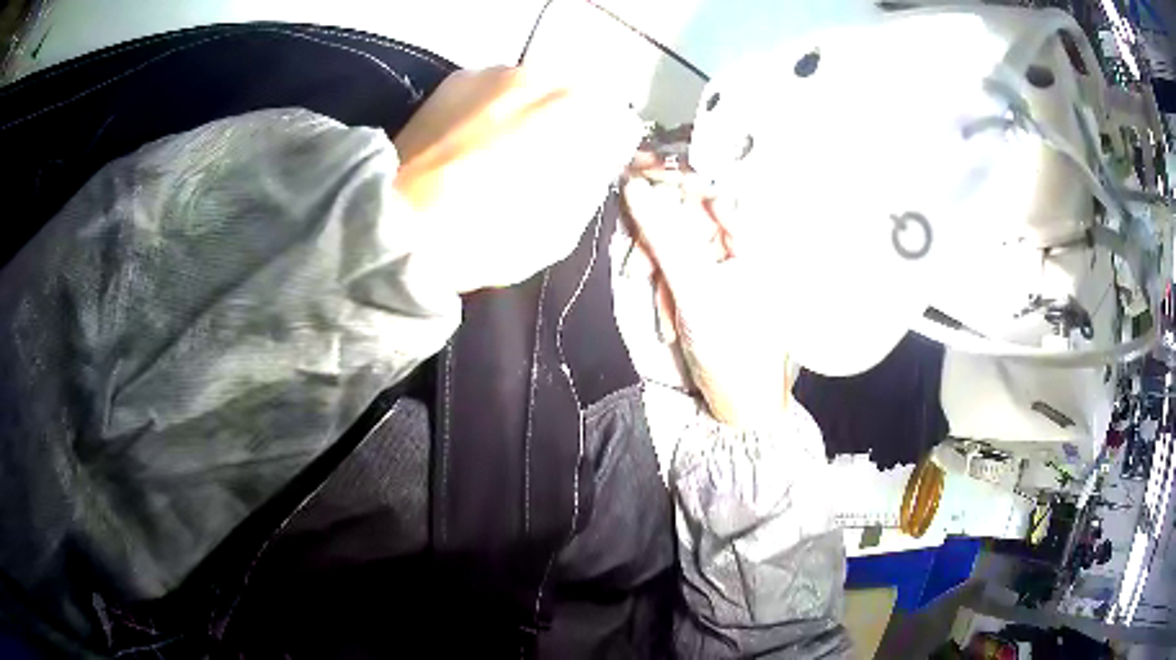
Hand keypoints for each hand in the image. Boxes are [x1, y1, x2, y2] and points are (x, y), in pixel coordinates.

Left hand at [393, 66, 641, 292]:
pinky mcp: (455, 79)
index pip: (616, 120)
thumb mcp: (559, 230)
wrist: (395, 228)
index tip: (588, 167)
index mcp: (575, 113)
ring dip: (531, 111)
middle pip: (574, 95)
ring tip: (502, 148)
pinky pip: (494, 88)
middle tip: (545, 158)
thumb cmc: (485, 236)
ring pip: (533, 87)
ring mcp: (493, 71)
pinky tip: (473, 138)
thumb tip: (590, 162)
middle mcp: (539, 76)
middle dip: (569, 123)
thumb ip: (588, 184)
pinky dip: (495, 107)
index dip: (605, 147)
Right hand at [622, 166, 791, 426]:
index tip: (638, 175)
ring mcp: (722, 265)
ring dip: (656, 265)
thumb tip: (636, 189)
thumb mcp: (696, 290)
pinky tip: (669, 315)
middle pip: (687, 212)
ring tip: (654, 298)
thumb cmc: (735, 349)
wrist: (739, 403)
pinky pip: (673, 266)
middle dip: (657, 235)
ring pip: (674, 239)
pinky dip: (663, 284)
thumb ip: (664, 236)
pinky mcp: (705, 284)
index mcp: (756, 238)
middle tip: (638, 260)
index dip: (674, 177)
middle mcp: (741, 244)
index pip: (711, 186)